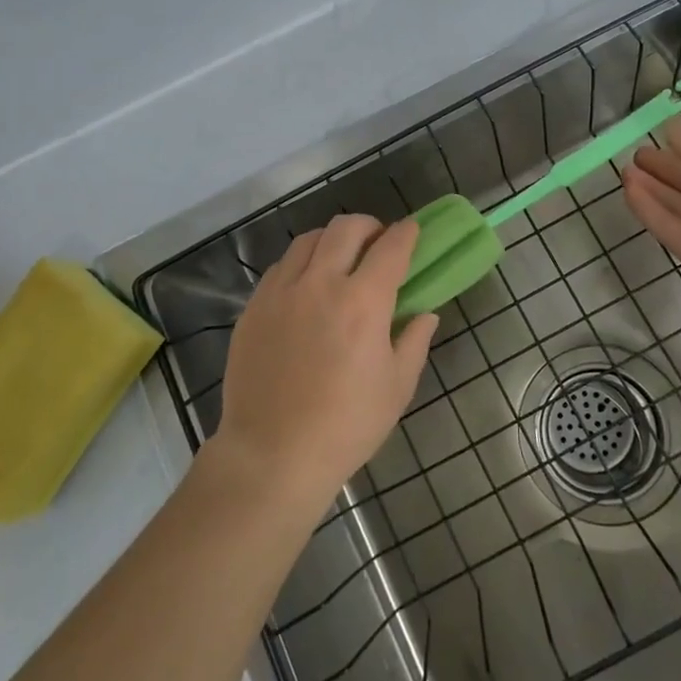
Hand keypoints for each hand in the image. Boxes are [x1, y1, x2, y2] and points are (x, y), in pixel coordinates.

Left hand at [212, 215, 438, 510]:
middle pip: (346, 228)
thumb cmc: (346, 426)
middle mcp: (321, 284)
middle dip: (369, 226)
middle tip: (378, 243)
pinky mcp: (255, 306)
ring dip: (333, 240)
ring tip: (341, 259)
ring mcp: (282, 292)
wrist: (272, 454)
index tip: (413, 230)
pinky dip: (302, 263)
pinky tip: (307, 286)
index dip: (406, 233)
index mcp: (363, 303)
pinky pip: (282, 266)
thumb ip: (414, 341)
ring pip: (309, 240)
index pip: (390, 248)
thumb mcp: (396, 388)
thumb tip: (425, 313)